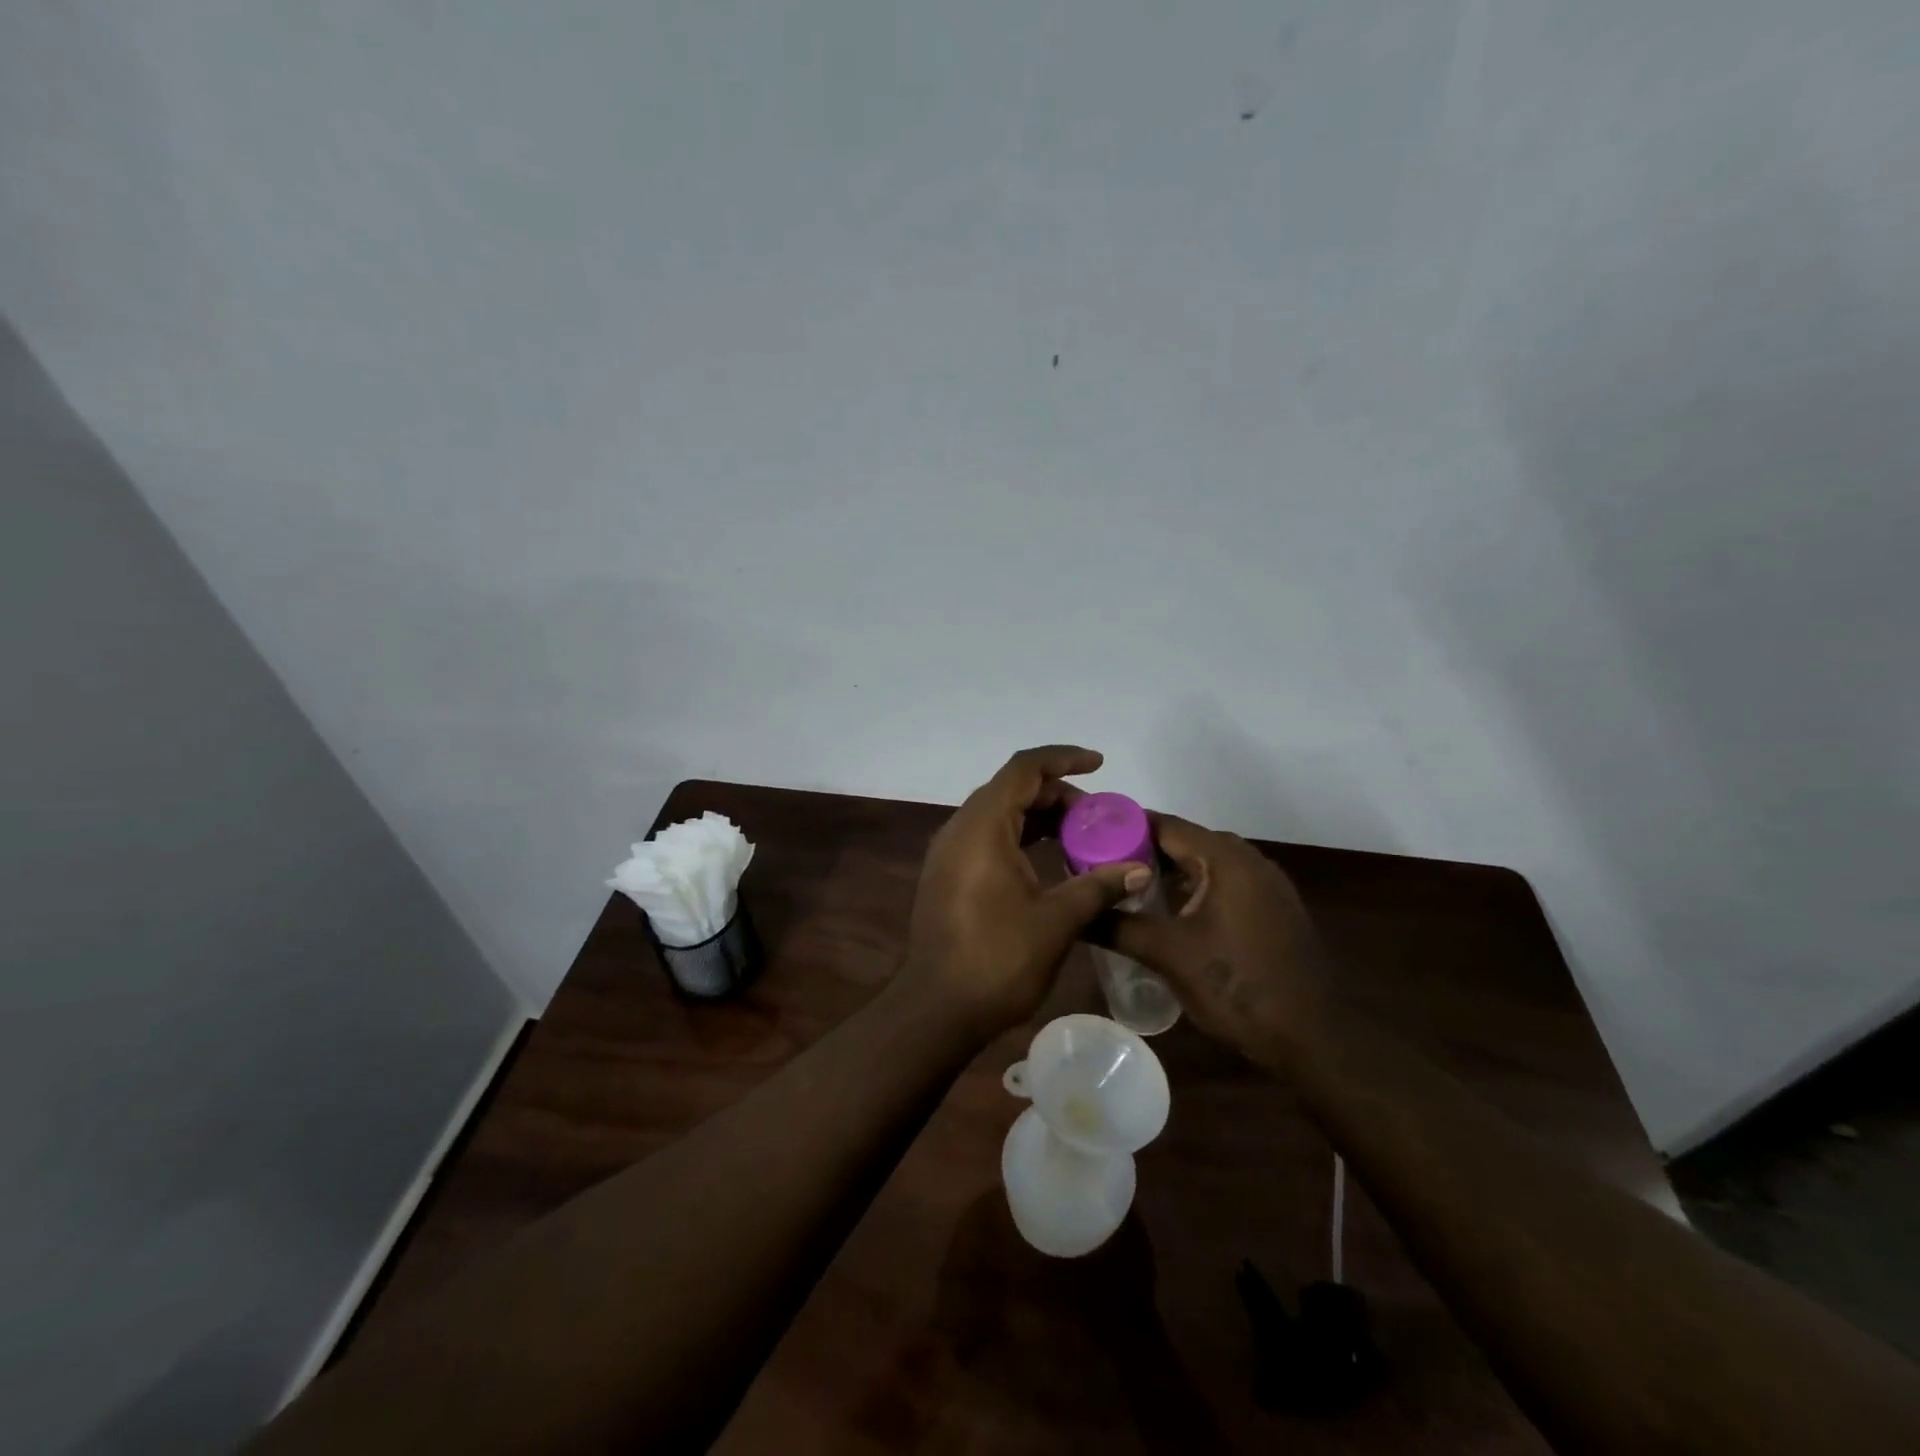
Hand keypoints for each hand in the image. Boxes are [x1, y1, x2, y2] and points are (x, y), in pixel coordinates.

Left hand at [898, 747, 1150, 1039]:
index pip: (1024, 769)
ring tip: (1081, 839)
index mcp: (982, 826)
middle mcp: (960, 829)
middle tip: (1098, 819)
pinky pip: (988, 839)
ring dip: (1039, 818)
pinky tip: (1049, 863)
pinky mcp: (947, 876)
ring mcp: (949, 853)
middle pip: (1012, 789)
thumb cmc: (996, 959)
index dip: (1063, 758)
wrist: (936, 1009)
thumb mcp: (1056, 921)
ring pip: (999, 815)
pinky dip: (1020, 839)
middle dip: (1057, 795)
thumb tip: (1140, 870)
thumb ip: (1098, 886)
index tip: (1099, 764)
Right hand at [1106, 814, 1328, 1065]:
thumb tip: (1074, 912)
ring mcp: (1268, 886)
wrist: (1312, 1038)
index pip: (1166, 825)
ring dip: (1170, 872)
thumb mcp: (1168, 955)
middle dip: (1143, 851)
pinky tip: (1170, 912)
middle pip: (1186, 842)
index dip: (1125, 827)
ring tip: (1127, 887)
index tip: (1089, 835)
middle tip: (1101, 865)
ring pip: (1207, 864)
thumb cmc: (1236, 987)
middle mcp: (1250, 861)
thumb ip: (1118, 925)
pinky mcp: (1274, 910)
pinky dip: (1195, 889)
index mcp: (1226, 859)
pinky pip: (1225, 885)